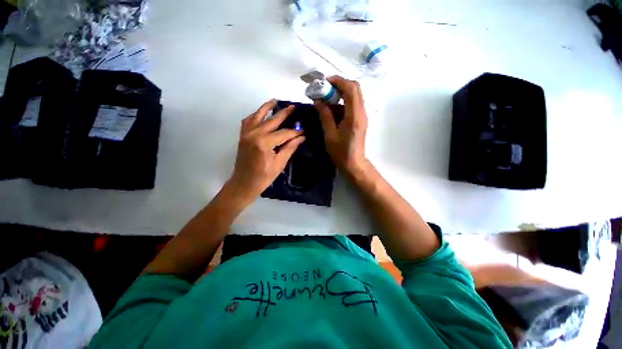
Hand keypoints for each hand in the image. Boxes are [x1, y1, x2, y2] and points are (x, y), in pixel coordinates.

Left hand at [229, 99, 304, 201]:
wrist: (244, 183)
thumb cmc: (264, 177)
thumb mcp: (279, 163)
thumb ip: (290, 148)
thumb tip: (301, 137)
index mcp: (264, 143)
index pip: (283, 133)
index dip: (294, 132)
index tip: (303, 130)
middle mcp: (254, 135)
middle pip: (271, 121)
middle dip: (284, 113)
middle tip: (292, 107)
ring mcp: (246, 134)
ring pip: (257, 116)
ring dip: (266, 108)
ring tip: (274, 101)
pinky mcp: (242, 136)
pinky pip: (247, 121)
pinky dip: (254, 115)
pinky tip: (260, 114)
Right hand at [314, 76, 368, 175]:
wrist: (354, 163)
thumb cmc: (341, 152)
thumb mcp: (330, 135)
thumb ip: (325, 116)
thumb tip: (318, 101)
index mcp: (354, 116)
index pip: (351, 89)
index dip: (338, 81)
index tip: (325, 82)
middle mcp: (361, 112)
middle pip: (355, 88)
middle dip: (339, 85)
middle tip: (325, 89)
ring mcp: (362, 115)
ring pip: (354, 96)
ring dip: (340, 93)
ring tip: (326, 99)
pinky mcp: (360, 119)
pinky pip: (352, 104)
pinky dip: (342, 102)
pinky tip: (331, 109)